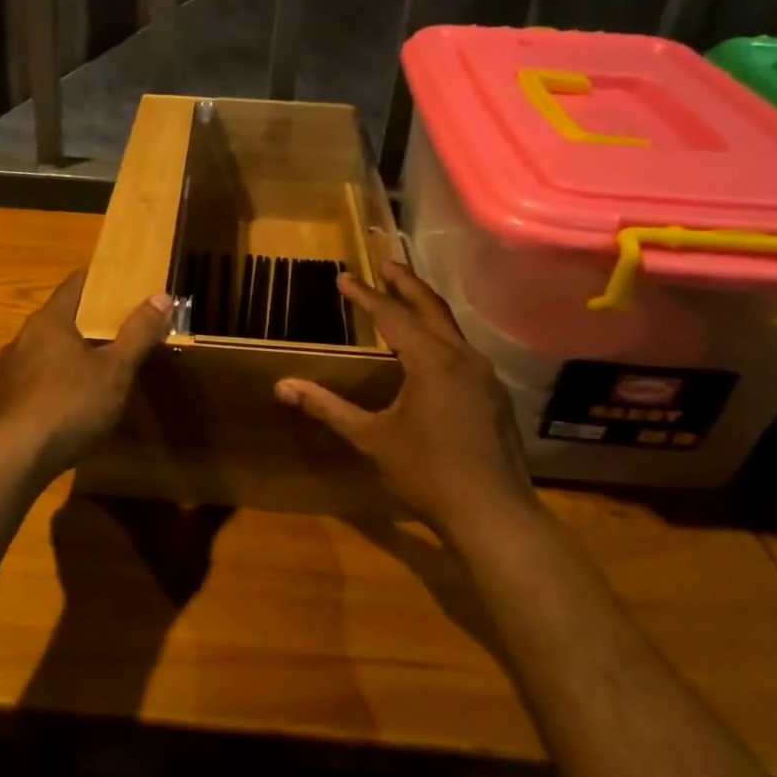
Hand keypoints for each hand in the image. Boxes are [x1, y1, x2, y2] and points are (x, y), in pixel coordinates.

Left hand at [0, 272, 172, 478]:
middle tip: (119, 331)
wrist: (15, 458)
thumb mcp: (116, 370)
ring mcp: (8, 370)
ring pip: (45, 351)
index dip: (101, 283)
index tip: (123, 288)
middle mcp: (23, 337)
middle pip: (60, 318)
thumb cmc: (70, 404)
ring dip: (69, 355)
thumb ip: (139, 333)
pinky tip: (69, 404)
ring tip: (96, 369)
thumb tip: (162, 297)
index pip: (75, 284)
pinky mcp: (2, 401)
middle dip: (88, 322)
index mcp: (50, 321)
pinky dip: (53, 382)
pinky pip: (34, 380)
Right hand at [275, 262, 535, 539]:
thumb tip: (283, 386)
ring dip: (426, 308)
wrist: (493, 515)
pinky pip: (463, 351)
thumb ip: (328, 408)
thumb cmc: (427, 473)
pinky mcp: (493, 396)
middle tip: (385, 262)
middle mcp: (462, 358)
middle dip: (406, 283)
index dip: (365, 295)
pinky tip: (431, 351)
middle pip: (431, 307)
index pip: (392, 315)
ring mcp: (484, 377)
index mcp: (432, 361)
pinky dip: (440, 336)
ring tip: (405, 299)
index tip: (344, 277)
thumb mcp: (371, 438)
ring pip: (452, 328)